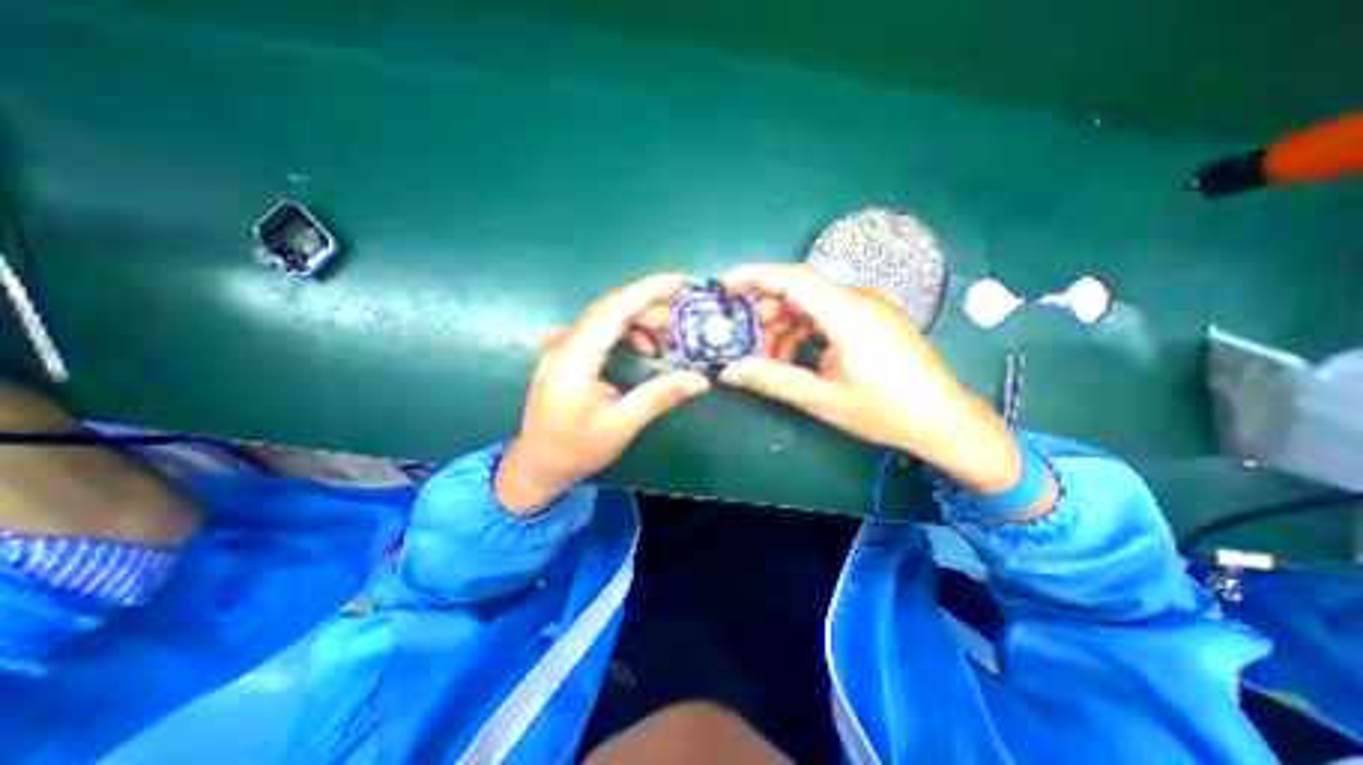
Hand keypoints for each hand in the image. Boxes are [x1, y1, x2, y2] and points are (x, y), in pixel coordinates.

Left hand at [500, 273, 715, 515]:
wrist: (538, 464)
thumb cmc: (576, 449)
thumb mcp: (621, 425)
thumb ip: (660, 396)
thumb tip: (701, 380)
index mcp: (574, 358)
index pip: (614, 309)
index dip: (648, 291)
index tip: (681, 281)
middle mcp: (565, 342)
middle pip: (612, 307)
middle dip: (652, 306)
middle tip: (686, 319)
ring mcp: (564, 345)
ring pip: (609, 315)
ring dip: (642, 320)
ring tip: (670, 339)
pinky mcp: (569, 352)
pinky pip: (603, 329)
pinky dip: (629, 331)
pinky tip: (647, 350)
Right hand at [718, 262, 1027, 494]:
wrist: (944, 421)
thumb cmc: (886, 411)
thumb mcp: (823, 399)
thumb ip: (773, 380)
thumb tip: (728, 372)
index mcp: (847, 313)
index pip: (791, 278)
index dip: (753, 276)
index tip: (723, 286)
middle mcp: (858, 299)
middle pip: (798, 292)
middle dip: (765, 315)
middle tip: (743, 344)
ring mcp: (868, 307)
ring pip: (810, 305)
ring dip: (783, 328)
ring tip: (769, 362)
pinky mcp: (872, 318)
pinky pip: (827, 315)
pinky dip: (803, 332)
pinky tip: (794, 358)